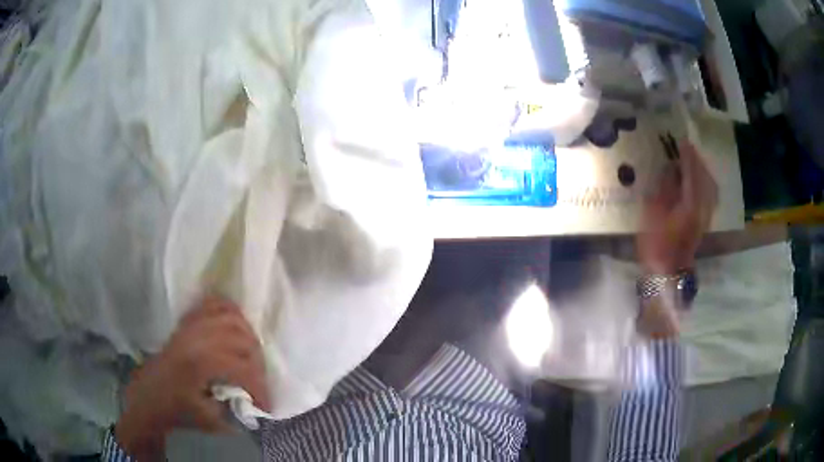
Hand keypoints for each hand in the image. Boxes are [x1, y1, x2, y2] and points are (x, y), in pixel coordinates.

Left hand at [116, 297, 269, 460]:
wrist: (148, 396)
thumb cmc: (176, 410)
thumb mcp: (208, 420)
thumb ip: (235, 410)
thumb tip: (255, 402)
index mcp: (201, 363)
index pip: (244, 369)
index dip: (261, 388)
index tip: (266, 406)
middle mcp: (198, 338)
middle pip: (242, 339)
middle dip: (258, 362)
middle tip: (259, 380)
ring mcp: (191, 326)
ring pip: (231, 317)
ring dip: (249, 335)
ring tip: (252, 355)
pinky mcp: (186, 323)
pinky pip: (213, 304)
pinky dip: (230, 310)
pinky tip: (237, 324)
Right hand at [638, 141, 717, 274]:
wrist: (668, 272)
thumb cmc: (656, 244)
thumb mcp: (653, 214)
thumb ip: (664, 188)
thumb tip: (670, 168)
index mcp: (689, 205)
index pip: (692, 174)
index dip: (688, 156)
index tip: (682, 141)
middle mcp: (702, 208)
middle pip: (705, 178)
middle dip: (698, 161)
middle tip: (688, 149)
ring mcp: (706, 216)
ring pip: (711, 187)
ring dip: (704, 171)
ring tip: (694, 162)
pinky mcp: (705, 222)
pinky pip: (711, 197)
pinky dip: (707, 184)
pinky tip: (700, 181)